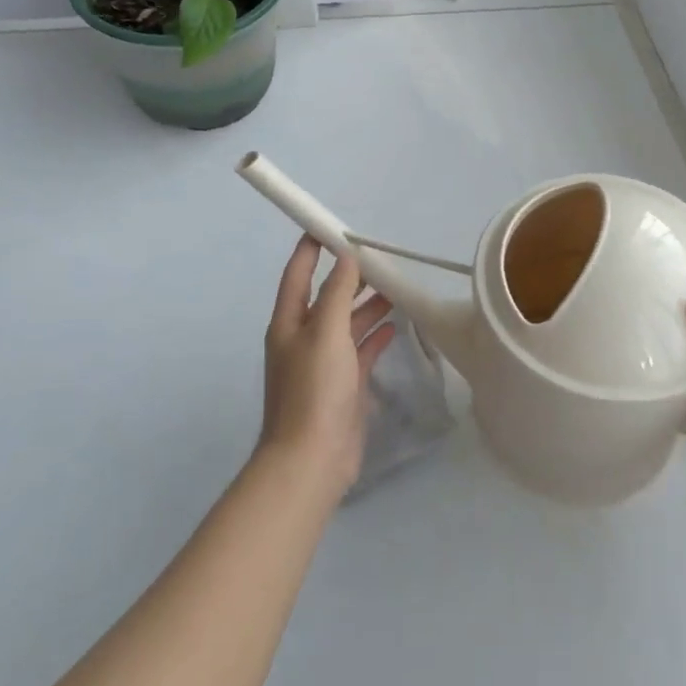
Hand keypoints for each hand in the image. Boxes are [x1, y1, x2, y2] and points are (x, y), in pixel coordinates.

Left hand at [261, 236, 395, 496]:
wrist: (313, 459)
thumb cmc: (314, 389)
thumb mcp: (325, 333)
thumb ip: (336, 293)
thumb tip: (346, 258)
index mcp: (289, 323)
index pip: (298, 274)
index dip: (311, 249)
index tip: (329, 225)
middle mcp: (304, 338)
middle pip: (327, 296)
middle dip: (349, 276)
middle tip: (379, 256)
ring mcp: (325, 363)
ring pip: (347, 322)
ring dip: (367, 304)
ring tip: (395, 286)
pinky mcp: (345, 384)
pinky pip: (361, 349)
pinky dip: (376, 335)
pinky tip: (395, 324)